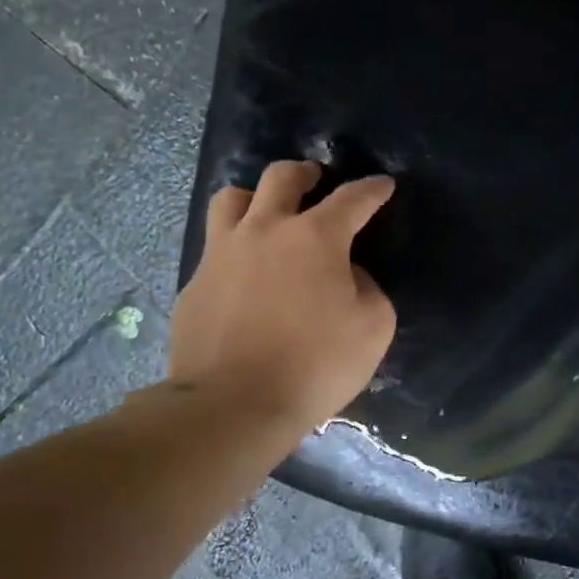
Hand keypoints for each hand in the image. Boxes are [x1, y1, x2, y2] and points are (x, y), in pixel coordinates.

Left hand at [170, 162, 396, 431]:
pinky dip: (236, 247)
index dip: (372, 189)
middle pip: (281, 178)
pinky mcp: (195, 283)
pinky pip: (216, 248)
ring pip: (232, 199)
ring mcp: (222, 254)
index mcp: (315, 237)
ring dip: (256, 197)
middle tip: (316, 180)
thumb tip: (348, 275)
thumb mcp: (373, 328)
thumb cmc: (316, 365)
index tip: (383, 185)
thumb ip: (369, 289)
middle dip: (306, 173)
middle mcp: (265, 230)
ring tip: (268, 214)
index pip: (352, 199)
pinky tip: (245, 274)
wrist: (233, 404)